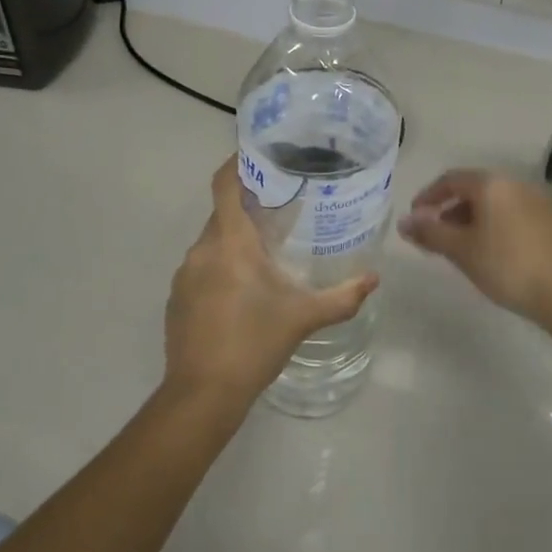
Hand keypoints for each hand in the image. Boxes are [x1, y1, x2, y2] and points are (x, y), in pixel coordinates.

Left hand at [163, 160, 378, 410]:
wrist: (202, 394)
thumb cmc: (254, 343)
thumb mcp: (304, 317)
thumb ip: (343, 296)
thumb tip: (374, 279)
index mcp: (230, 242)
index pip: (224, 185)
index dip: (238, 164)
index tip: (260, 156)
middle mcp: (202, 250)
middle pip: (222, 213)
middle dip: (248, 207)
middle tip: (281, 208)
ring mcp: (184, 275)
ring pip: (212, 242)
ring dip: (235, 240)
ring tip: (267, 250)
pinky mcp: (176, 298)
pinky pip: (201, 267)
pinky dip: (221, 265)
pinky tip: (242, 289)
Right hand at [397, 169, 551, 331]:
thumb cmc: (507, 266)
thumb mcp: (462, 250)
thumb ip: (430, 233)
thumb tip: (403, 222)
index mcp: (491, 184)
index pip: (450, 179)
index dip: (428, 196)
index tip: (415, 219)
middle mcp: (515, 184)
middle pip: (474, 190)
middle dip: (449, 210)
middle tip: (435, 237)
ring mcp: (538, 201)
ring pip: (494, 204)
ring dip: (472, 219)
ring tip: (461, 248)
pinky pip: (513, 215)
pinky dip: (494, 226)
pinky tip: (492, 253)